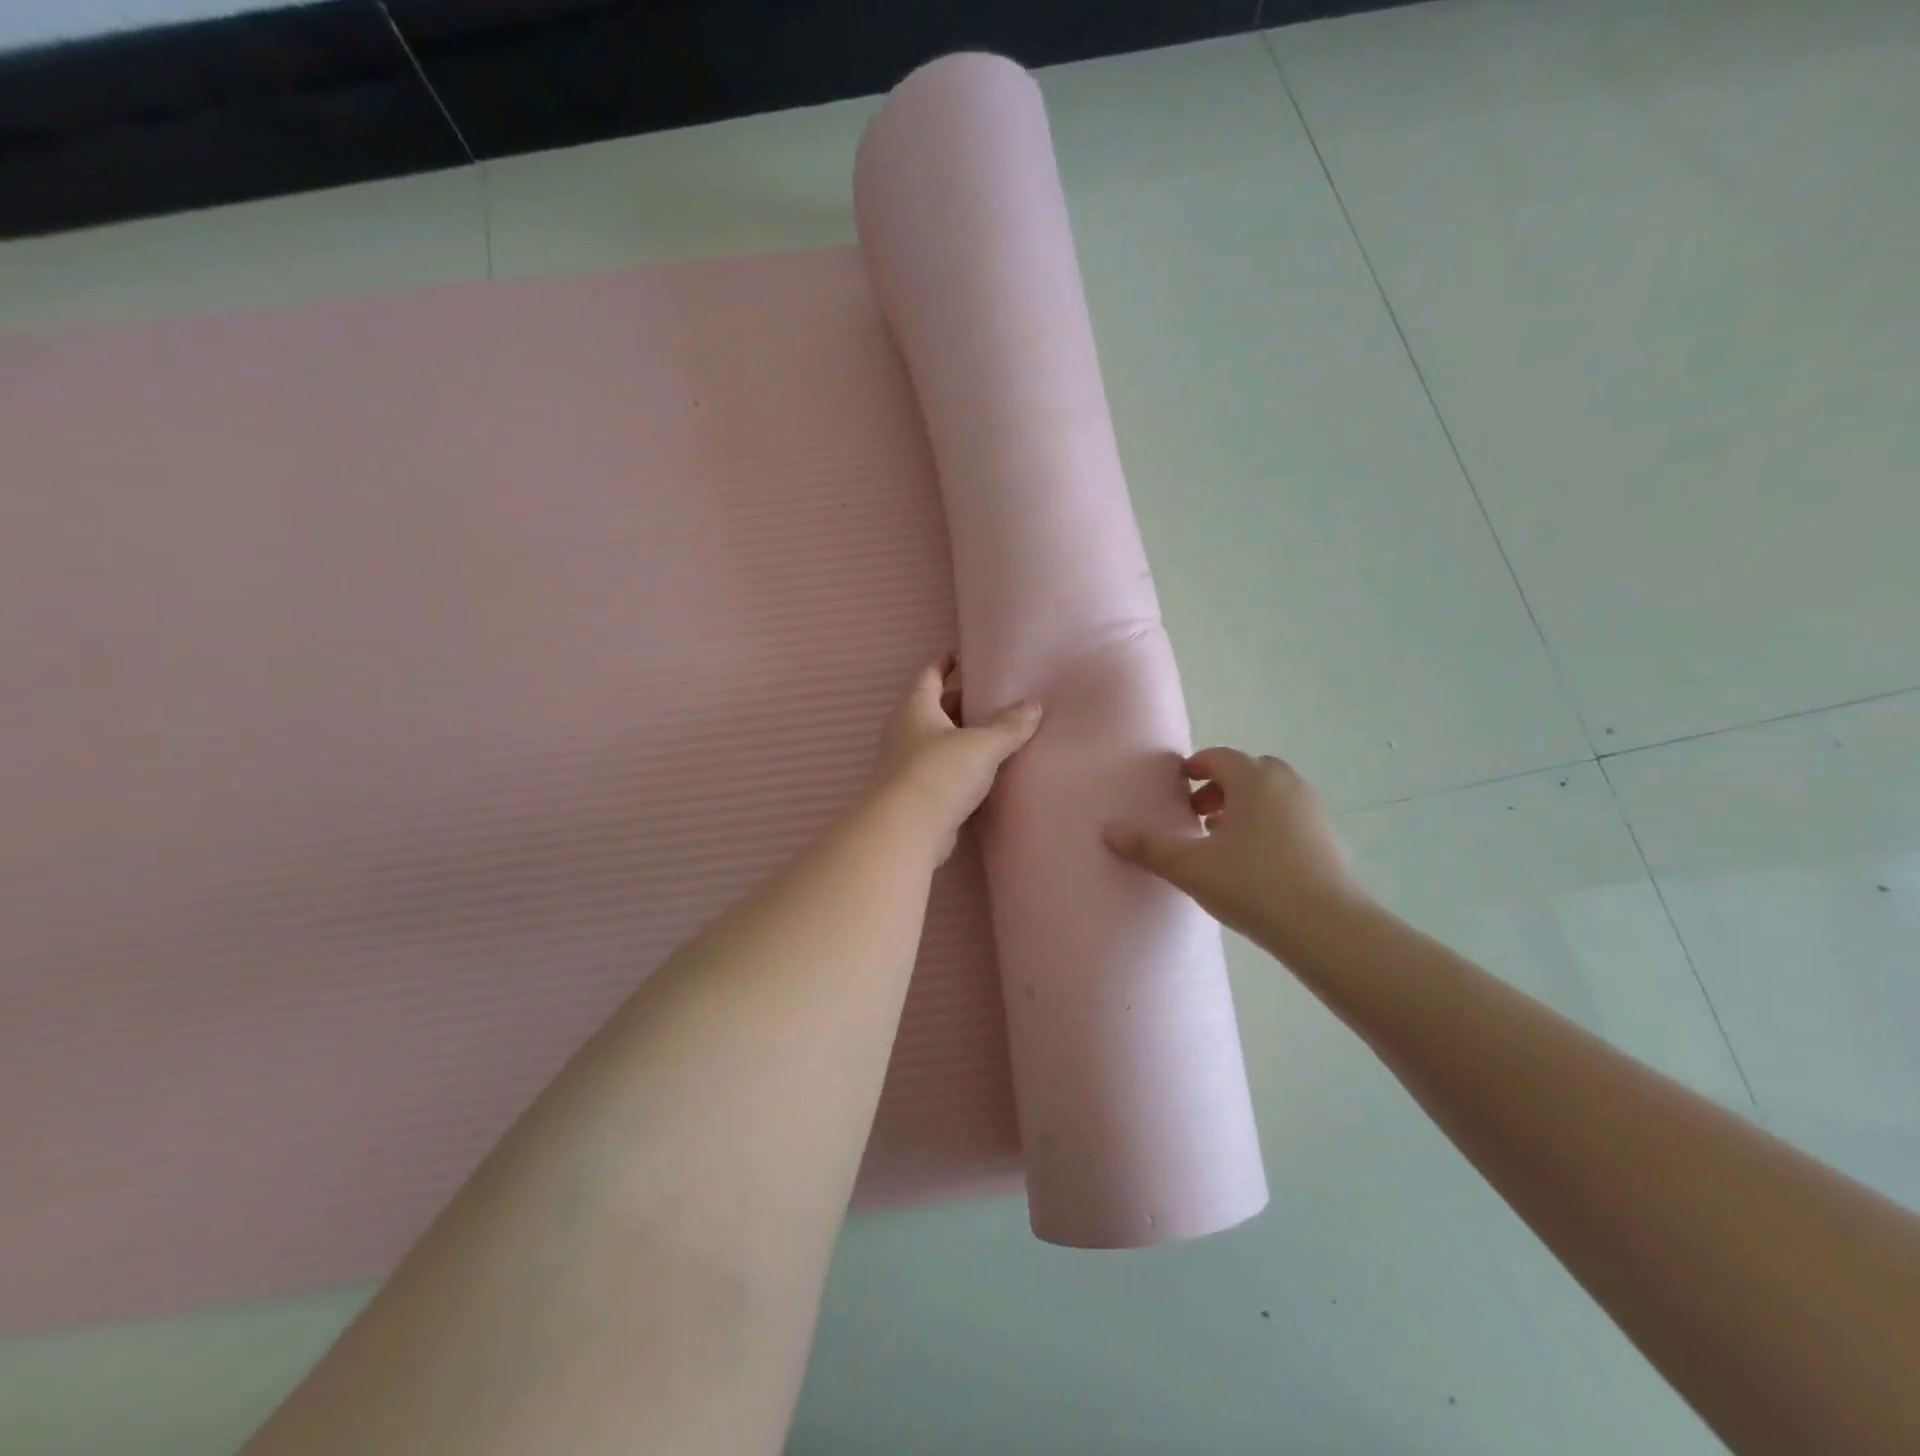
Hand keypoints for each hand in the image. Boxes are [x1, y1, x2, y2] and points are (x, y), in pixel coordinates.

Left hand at [873, 655, 1041, 861]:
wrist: (906, 831)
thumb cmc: (940, 774)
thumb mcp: (982, 745)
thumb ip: (1009, 726)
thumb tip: (1034, 706)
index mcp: (916, 709)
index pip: (929, 676)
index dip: (945, 663)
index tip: (963, 655)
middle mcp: (906, 732)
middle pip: (934, 708)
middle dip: (960, 700)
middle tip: (993, 695)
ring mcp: (907, 764)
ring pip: (938, 740)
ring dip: (962, 734)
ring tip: (995, 730)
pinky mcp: (915, 793)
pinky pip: (941, 769)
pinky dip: (961, 764)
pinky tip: (984, 769)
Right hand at [1103, 748, 1367, 952]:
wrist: (1325, 927)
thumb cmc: (1252, 884)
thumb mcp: (1190, 867)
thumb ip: (1148, 847)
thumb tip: (1109, 830)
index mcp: (1253, 779)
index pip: (1218, 758)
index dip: (1194, 769)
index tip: (1177, 789)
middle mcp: (1285, 784)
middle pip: (1248, 771)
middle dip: (1220, 787)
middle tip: (1198, 815)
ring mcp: (1311, 810)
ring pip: (1271, 794)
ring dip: (1245, 806)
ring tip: (1222, 840)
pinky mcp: (1327, 838)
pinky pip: (1289, 816)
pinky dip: (1267, 824)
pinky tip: (1253, 861)